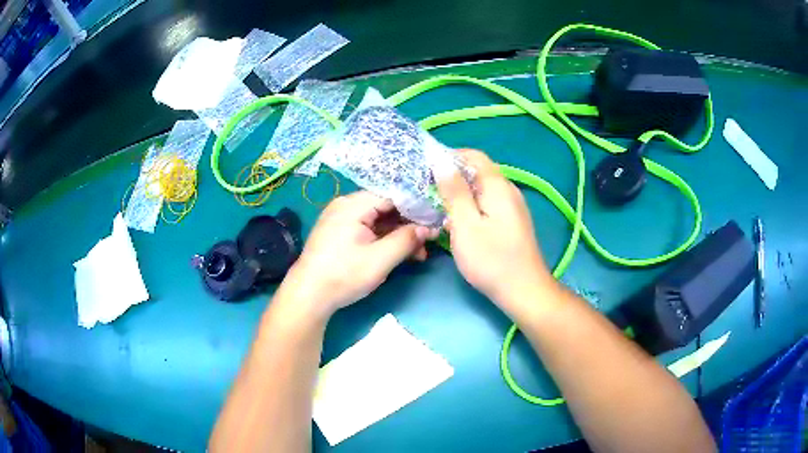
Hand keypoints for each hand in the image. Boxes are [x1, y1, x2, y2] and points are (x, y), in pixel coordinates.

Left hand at [276, 191, 437, 319]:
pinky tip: (399, 253)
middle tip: (429, 243)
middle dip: (409, 225)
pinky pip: (367, 229)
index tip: (436, 222)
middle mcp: (346, 206)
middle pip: (386, 208)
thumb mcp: (380, 259)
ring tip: (418, 254)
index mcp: (353, 204)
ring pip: (378, 221)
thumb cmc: (344, 275)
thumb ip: (407, 240)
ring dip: (398, 236)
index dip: (417, 208)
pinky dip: (383, 240)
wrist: (308, 296)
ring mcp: (341, 219)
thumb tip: (429, 228)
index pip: (393, 196)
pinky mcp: (339, 234)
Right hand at [436, 149, 557, 315]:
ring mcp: (513, 206)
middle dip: (452, 175)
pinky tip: (458, 221)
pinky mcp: (512, 221)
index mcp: (498, 186)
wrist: (524, 290)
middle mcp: (508, 190)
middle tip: (427, 189)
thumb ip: (454, 191)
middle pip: (478, 171)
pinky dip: (471, 205)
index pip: (474, 155)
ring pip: (482, 189)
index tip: (427, 168)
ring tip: (437, 205)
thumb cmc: (491, 259)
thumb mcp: (466, 224)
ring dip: (460, 192)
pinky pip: (488, 203)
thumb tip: (441, 161)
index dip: (449, 156)